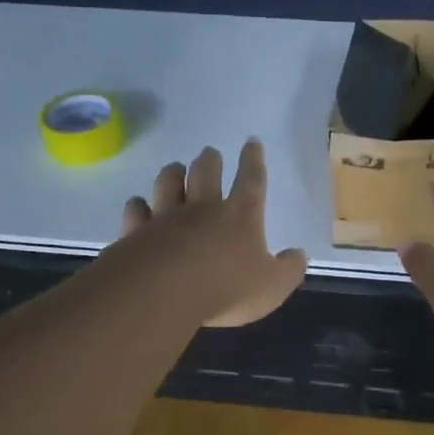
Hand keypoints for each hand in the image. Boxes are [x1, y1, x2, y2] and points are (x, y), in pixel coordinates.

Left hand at [116, 139, 308, 327]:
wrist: (162, 293)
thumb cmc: (226, 288)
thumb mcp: (272, 286)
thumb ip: (288, 269)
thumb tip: (298, 255)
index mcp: (240, 215)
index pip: (251, 180)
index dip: (253, 160)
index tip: (251, 142)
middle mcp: (203, 208)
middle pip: (205, 172)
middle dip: (210, 160)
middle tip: (210, 154)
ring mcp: (166, 217)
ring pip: (168, 182)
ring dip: (173, 173)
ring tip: (175, 169)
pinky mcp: (136, 232)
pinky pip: (136, 210)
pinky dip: (138, 206)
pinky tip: (139, 206)